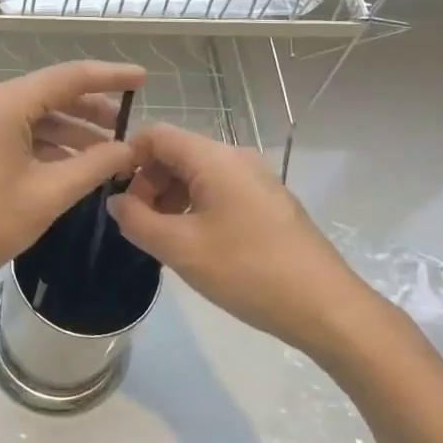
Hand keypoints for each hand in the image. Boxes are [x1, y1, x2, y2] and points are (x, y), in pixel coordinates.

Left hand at [0, 61, 144, 309]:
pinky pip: (14, 134)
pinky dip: (44, 146)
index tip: (143, 78)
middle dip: (91, 110)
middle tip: (129, 127)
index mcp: (4, 104)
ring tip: (107, 152)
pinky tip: (70, 166)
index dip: (110, 76)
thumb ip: (94, 166)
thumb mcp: (46, 196)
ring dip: (69, 132)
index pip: (68, 77)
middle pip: (49, 95)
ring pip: (32, 117)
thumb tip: (128, 149)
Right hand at [107, 123, 377, 355]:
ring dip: (171, 198)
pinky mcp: (268, 203)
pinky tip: (195, 244)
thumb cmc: (247, 271)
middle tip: (138, 225)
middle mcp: (236, 158)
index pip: (156, 135)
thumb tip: (116, 202)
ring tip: (163, 239)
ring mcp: (256, 180)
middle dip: (148, 183)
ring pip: (197, 174)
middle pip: (176, 153)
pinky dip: (196, 208)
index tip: (116, 197)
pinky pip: (219, 191)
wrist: (326, 307)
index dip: (127, 158)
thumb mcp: (179, 248)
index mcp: (214, 158)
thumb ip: (136, 220)